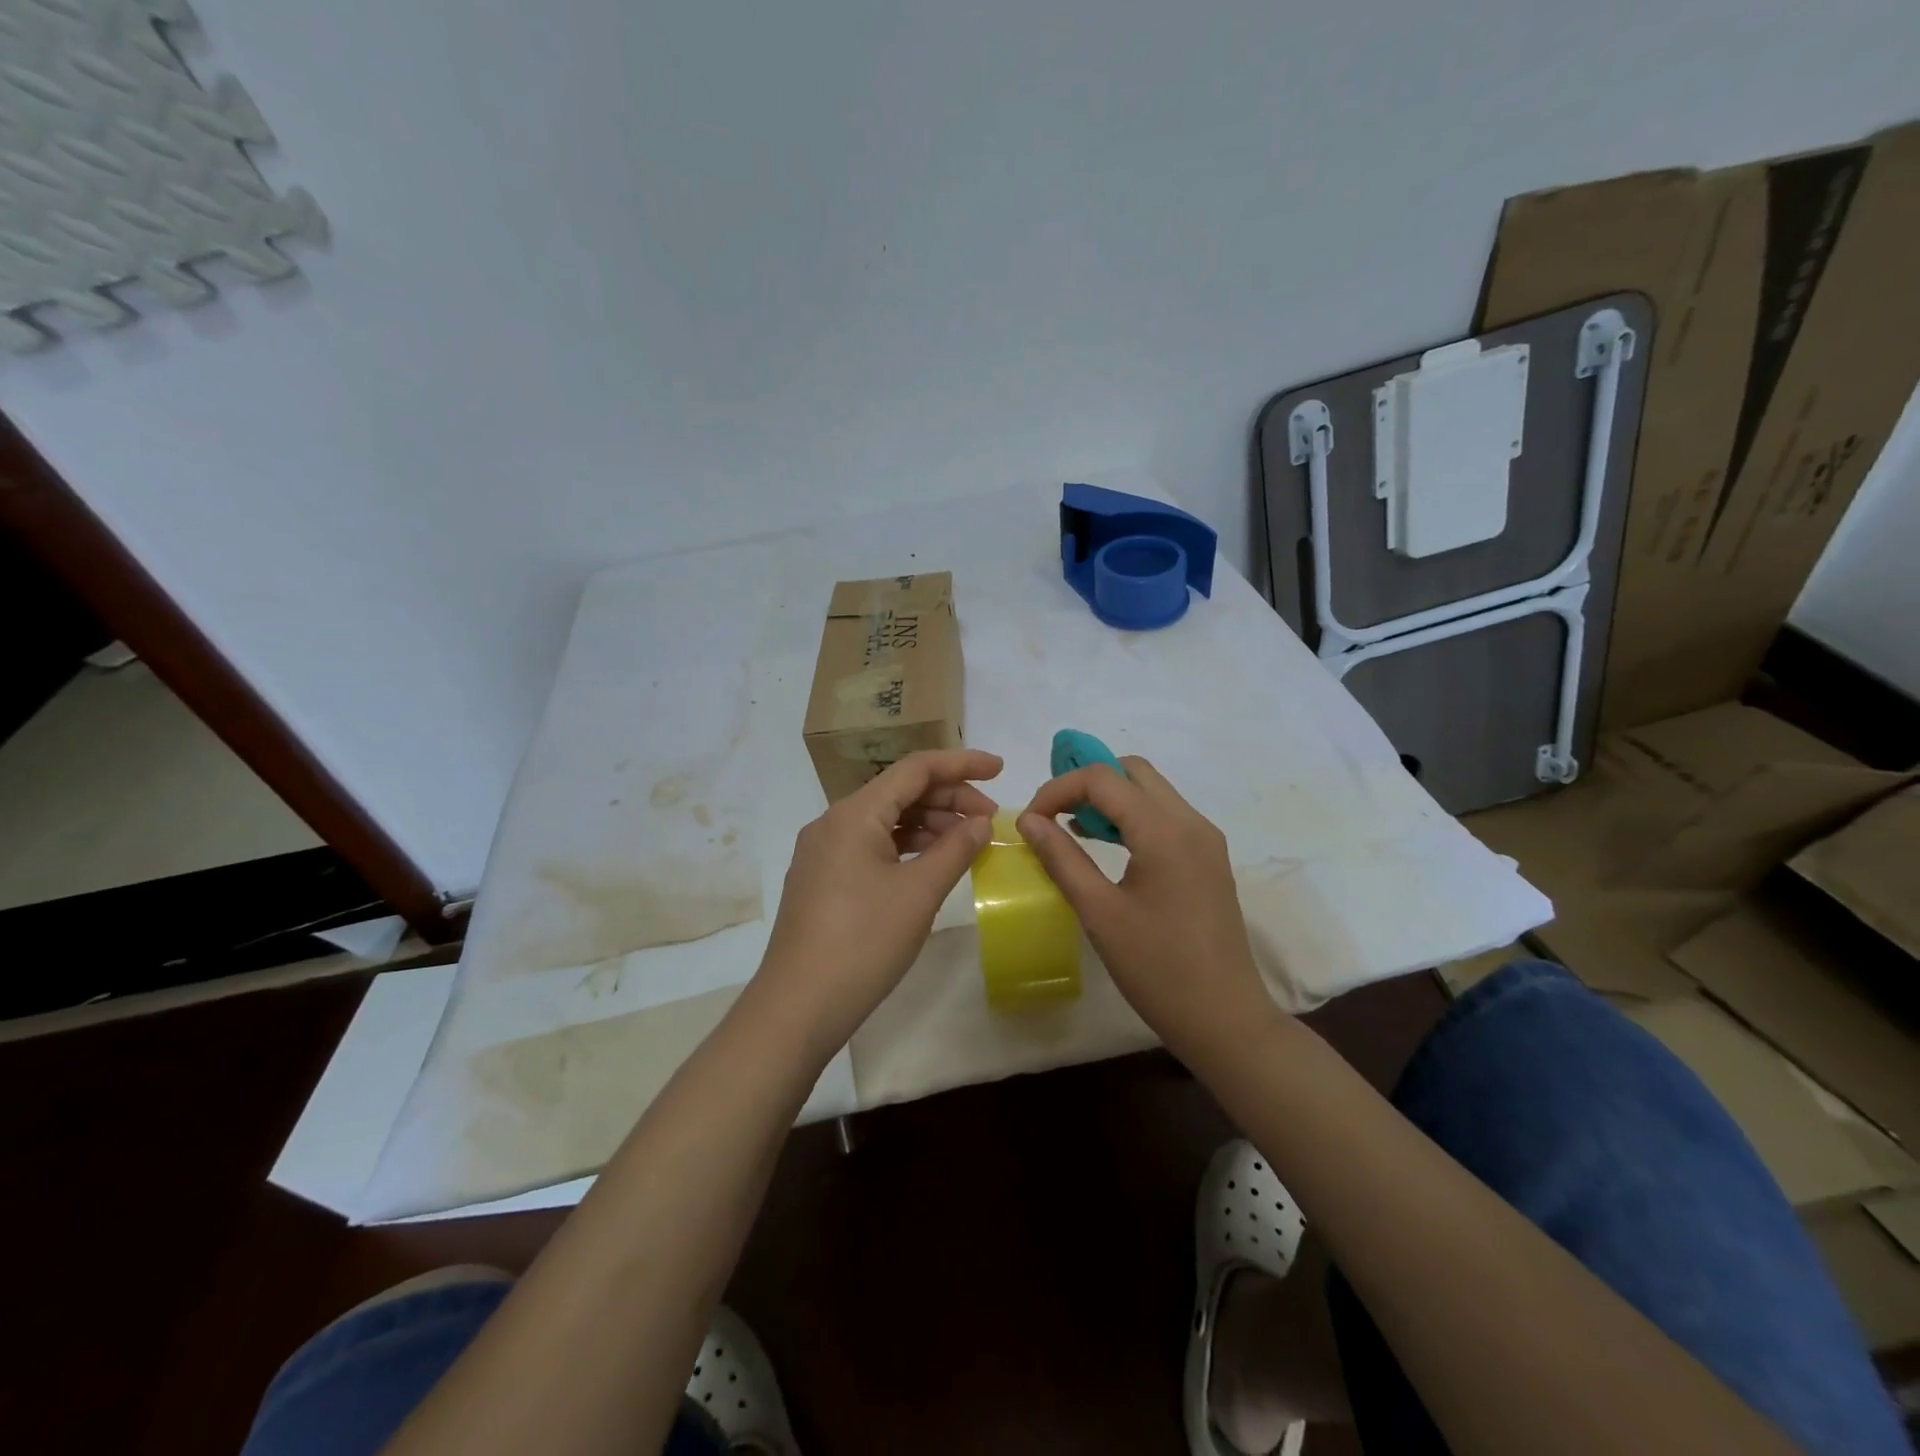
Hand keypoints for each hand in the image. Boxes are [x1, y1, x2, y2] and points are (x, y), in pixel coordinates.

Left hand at [755, 749, 1001, 1055]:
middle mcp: (834, 822)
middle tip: (990, 821)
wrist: (798, 1007)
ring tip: (967, 844)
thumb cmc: (863, 942)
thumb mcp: (919, 893)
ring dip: (929, 824)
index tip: (1000, 769)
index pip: (915, 769)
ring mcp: (824, 852)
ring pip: (885, 821)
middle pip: (900, 792)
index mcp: (854, 813)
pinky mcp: (823, 879)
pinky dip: (906, 847)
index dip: (961, 764)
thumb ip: (956, 849)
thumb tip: (981, 822)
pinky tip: (931, 864)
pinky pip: (871, 846)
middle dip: (949, 799)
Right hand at [1018, 757, 1274, 1053]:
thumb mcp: (1099, 912)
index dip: (1058, 789)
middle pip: (1132, 771)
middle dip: (1086, 782)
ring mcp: (1205, 839)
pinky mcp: (1208, 858)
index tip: (1031, 820)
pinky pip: (1165, 816)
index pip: (1103, 778)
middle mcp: (1191, 822)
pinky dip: (1131, 816)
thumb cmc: (1157, 968)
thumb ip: (1061, 858)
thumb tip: (1028, 821)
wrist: (1224, 1018)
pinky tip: (1105, 845)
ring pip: (1150, 791)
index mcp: (1165, 831)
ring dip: (1109, 798)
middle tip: (1053, 814)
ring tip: (1071, 828)